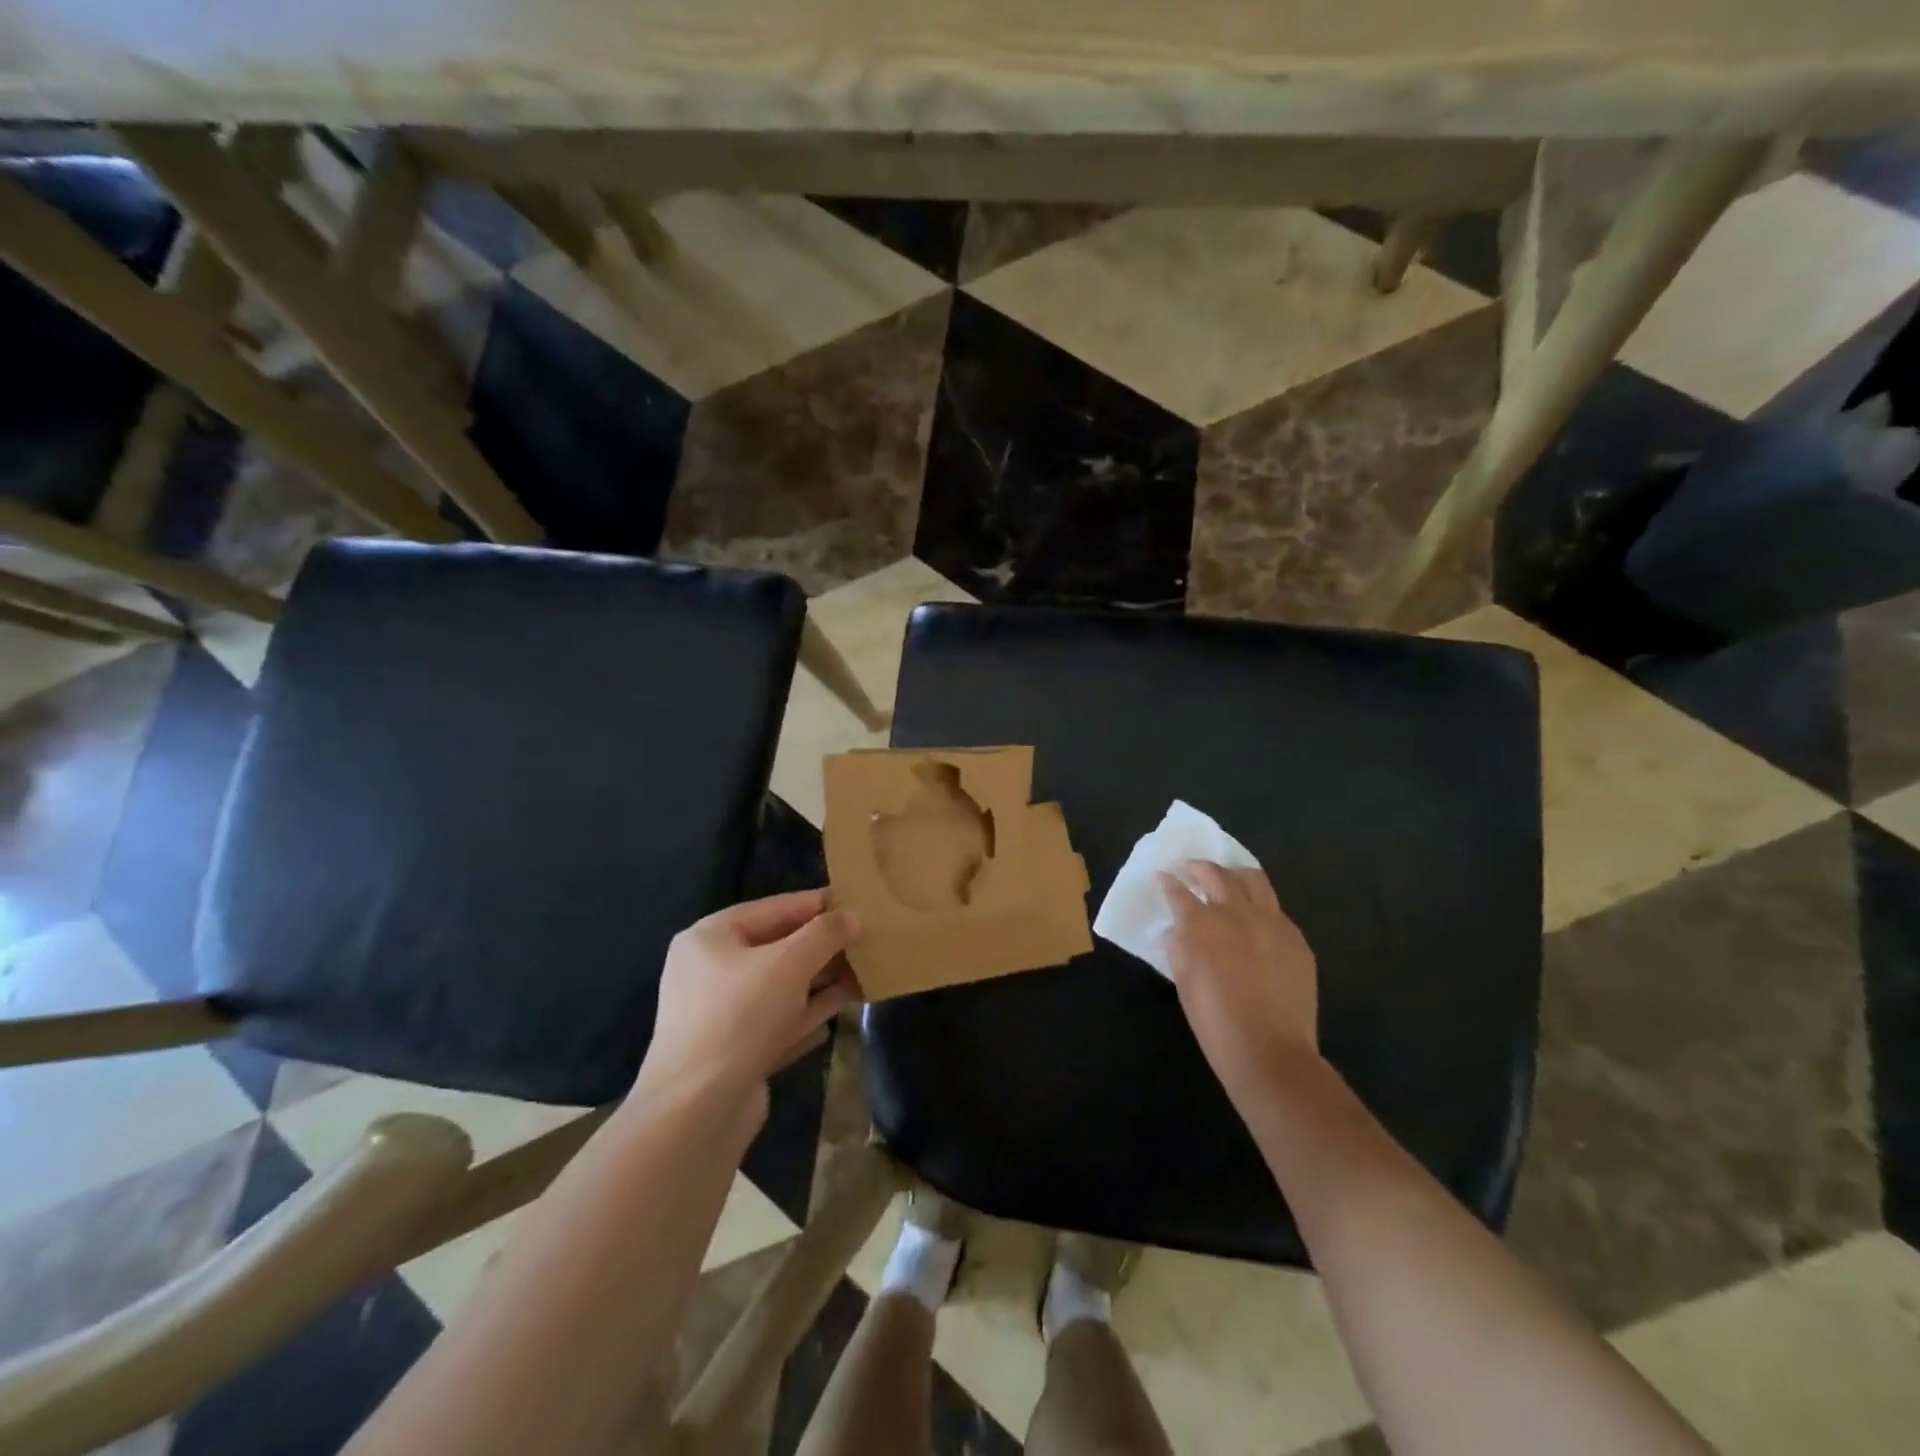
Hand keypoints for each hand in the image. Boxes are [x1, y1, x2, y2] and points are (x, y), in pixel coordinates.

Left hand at [635, 890, 861, 1118]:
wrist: (697, 1112)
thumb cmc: (740, 1017)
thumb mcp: (789, 963)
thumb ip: (825, 934)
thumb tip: (853, 917)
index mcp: (711, 937)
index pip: (774, 908)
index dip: (818, 904)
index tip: (858, 901)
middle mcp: (713, 969)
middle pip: (779, 946)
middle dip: (824, 944)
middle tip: (869, 937)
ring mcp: (724, 1012)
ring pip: (784, 985)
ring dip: (823, 978)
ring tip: (868, 968)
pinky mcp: (737, 1049)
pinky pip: (781, 1018)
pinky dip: (811, 1010)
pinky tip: (845, 1004)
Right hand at [1159, 861, 1319, 1102]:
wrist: (1272, 1055)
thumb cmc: (1217, 1025)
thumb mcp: (1184, 986)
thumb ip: (1179, 951)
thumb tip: (1178, 932)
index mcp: (1204, 926)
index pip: (1180, 893)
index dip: (1169, 883)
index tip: (1163, 877)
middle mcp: (1237, 915)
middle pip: (1216, 875)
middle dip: (1199, 868)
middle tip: (1190, 869)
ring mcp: (1272, 924)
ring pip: (1253, 880)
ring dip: (1234, 874)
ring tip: (1227, 878)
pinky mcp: (1297, 939)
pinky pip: (1276, 910)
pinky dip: (1260, 905)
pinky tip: (1255, 919)